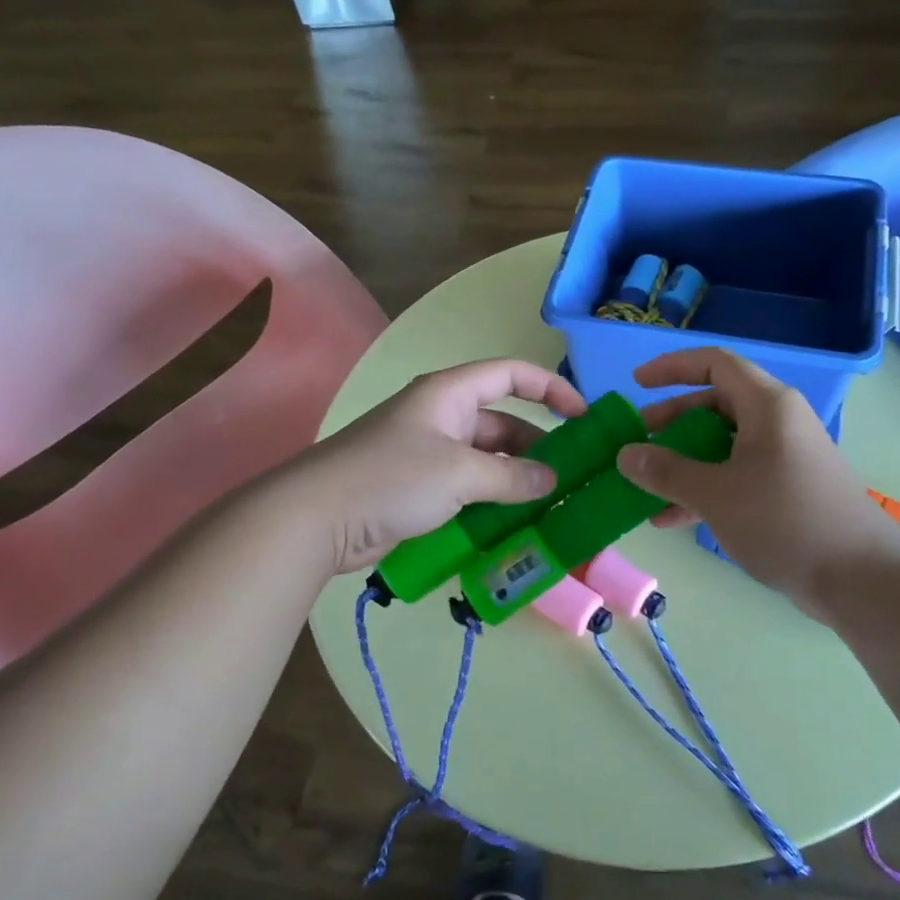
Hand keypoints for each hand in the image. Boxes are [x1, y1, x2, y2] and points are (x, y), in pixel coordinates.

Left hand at [282, 358, 585, 574]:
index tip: (583, 416)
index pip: (510, 374)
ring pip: (486, 460)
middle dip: (536, 446)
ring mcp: (427, 454)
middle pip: (502, 422)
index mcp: (450, 394)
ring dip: (515, 480)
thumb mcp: (460, 473)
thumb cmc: (391, 478)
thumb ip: (512, 477)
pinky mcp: (417, 488)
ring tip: (549, 506)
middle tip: (570, 477)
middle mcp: (441, 417)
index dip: (551, 388)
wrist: (316, 518)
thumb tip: (551, 481)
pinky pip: (466, 487)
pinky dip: (490, 501)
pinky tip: (513, 525)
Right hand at [616, 348, 899, 616]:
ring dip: (683, 462)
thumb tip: (625, 455)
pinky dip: (704, 489)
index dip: (672, 368)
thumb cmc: (785, 521)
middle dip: (671, 422)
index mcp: (767, 405)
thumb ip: (666, 472)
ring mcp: (783, 457)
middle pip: (715, 405)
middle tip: (637, 441)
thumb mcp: (716, 494)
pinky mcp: (786, 490)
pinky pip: (736, 476)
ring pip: (722, 445)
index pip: (714, 364)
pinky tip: (670, 518)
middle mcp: (777, 422)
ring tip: (644, 484)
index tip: (637, 384)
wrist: (860, 579)